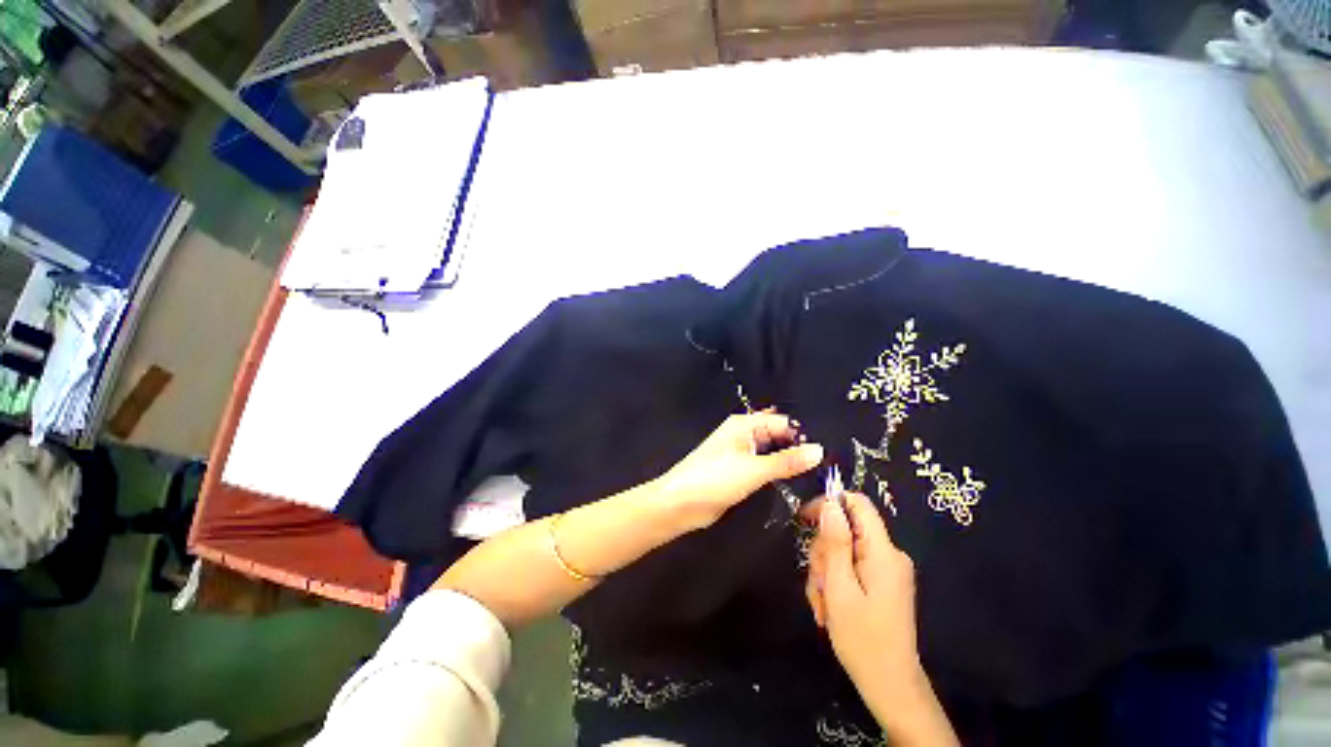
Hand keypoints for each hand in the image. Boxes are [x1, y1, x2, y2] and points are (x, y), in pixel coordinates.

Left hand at [654, 411, 823, 531]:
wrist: (681, 503)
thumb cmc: (714, 478)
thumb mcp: (754, 469)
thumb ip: (787, 461)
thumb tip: (819, 450)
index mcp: (744, 424)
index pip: (782, 422)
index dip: (803, 435)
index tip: (827, 452)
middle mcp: (743, 434)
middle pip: (778, 435)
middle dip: (797, 447)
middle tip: (827, 464)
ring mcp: (740, 453)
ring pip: (771, 452)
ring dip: (788, 460)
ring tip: (818, 473)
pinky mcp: (739, 471)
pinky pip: (764, 466)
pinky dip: (777, 470)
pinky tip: (795, 481)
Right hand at [805, 493, 957, 744]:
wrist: (889, 684)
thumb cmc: (863, 639)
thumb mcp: (840, 588)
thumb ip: (835, 543)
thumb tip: (830, 503)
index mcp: (883, 552)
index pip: (858, 504)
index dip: (829, 504)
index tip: (805, 520)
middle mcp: (888, 554)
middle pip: (845, 529)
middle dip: (823, 552)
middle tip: (818, 582)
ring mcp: (885, 568)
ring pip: (842, 549)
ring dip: (825, 572)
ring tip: (823, 602)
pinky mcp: (881, 581)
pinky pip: (850, 566)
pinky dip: (834, 581)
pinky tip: (829, 605)